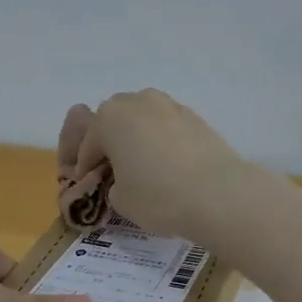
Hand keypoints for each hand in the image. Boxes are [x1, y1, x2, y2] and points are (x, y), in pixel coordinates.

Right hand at [62, 90, 253, 238]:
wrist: (217, 194)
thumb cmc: (157, 196)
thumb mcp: (120, 200)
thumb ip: (113, 184)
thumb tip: (123, 180)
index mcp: (109, 119)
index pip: (88, 144)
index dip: (84, 167)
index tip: (86, 185)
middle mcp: (137, 102)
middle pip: (114, 121)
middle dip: (109, 143)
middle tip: (112, 170)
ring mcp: (169, 106)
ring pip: (143, 119)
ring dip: (137, 137)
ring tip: (142, 165)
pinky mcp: (196, 117)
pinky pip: (167, 127)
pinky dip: (162, 141)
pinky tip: (167, 164)